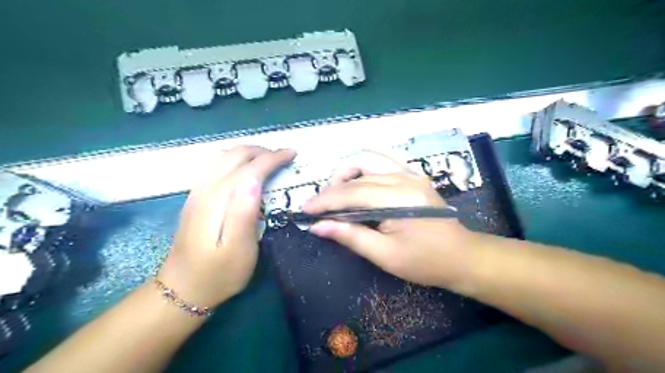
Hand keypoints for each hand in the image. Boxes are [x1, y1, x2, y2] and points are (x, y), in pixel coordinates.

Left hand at [158, 147, 293, 306]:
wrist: (182, 290)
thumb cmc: (219, 273)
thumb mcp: (239, 250)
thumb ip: (244, 213)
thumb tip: (255, 180)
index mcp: (218, 200)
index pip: (250, 167)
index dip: (273, 158)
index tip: (292, 154)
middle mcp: (205, 189)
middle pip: (235, 155)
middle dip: (262, 151)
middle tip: (284, 157)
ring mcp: (197, 192)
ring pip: (223, 156)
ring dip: (248, 152)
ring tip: (268, 159)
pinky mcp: (195, 198)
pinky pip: (215, 165)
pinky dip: (235, 159)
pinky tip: (244, 169)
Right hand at [304, 152, 480, 290]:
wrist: (462, 256)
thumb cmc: (425, 262)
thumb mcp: (385, 255)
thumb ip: (350, 237)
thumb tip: (319, 226)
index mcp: (400, 200)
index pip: (353, 193)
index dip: (326, 200)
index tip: (305, 208)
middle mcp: (405, 179)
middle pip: (358, 173)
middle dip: (333, 188)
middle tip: (321, 205)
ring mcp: (411, 174)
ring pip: (369, 161)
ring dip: (347, 174)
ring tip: (336, 193)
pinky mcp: (413, 175)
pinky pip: (382, 162)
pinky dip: (363, 169)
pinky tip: (356, 181)